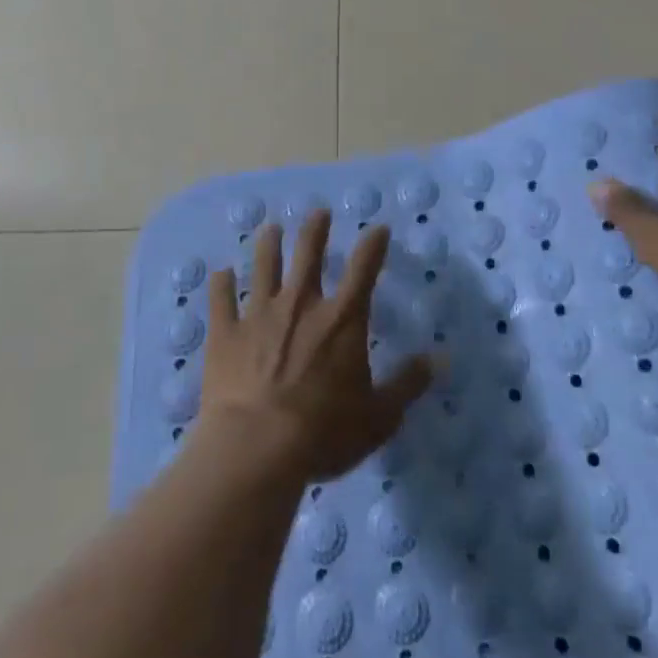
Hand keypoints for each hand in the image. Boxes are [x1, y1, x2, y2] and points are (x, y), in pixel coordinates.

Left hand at [200, 210, 434, 480]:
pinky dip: (221, 284)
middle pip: (308, 254)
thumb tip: (438, 359)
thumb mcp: (379, 416)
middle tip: (318, 212)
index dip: (373, 245)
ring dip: (268, 245)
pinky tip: (220, 273)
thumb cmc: (324, 432)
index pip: (364, 270)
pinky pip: (221, 300)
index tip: (378, 228)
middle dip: (315, 229)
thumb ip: (407, 384)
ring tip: (270, 229)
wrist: (256, 446)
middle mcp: (301, 304)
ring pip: (264, 266)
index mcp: (342, 320)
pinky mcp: (225, 332)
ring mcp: (259, 314)